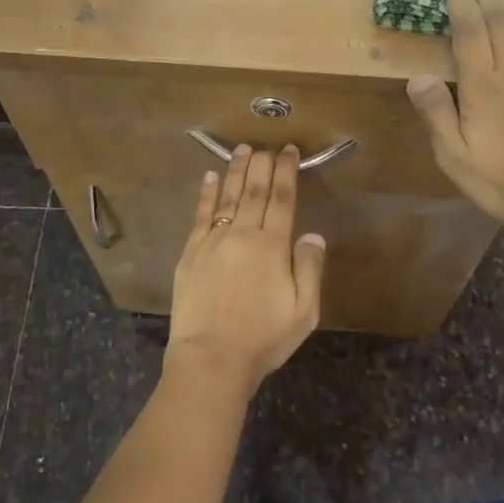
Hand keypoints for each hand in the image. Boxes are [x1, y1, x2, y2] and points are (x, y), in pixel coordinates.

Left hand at [167, 145, 326, 392]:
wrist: (211, 358)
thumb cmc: (263, 339)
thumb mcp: (304, 311)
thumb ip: (309, 268)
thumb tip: (313, 234)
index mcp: (273, 246)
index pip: (282, 199)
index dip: (286, 172)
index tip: (288, 151)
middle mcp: (243, 235)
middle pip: (254, 191)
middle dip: (262, 164)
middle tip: (266, 144)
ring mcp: (213, 241)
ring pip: (227, 197)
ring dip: (235, 171)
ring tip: (241, 149)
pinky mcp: (190, 253)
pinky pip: (200, 216)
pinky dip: (206, 195)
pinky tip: (209, 178)